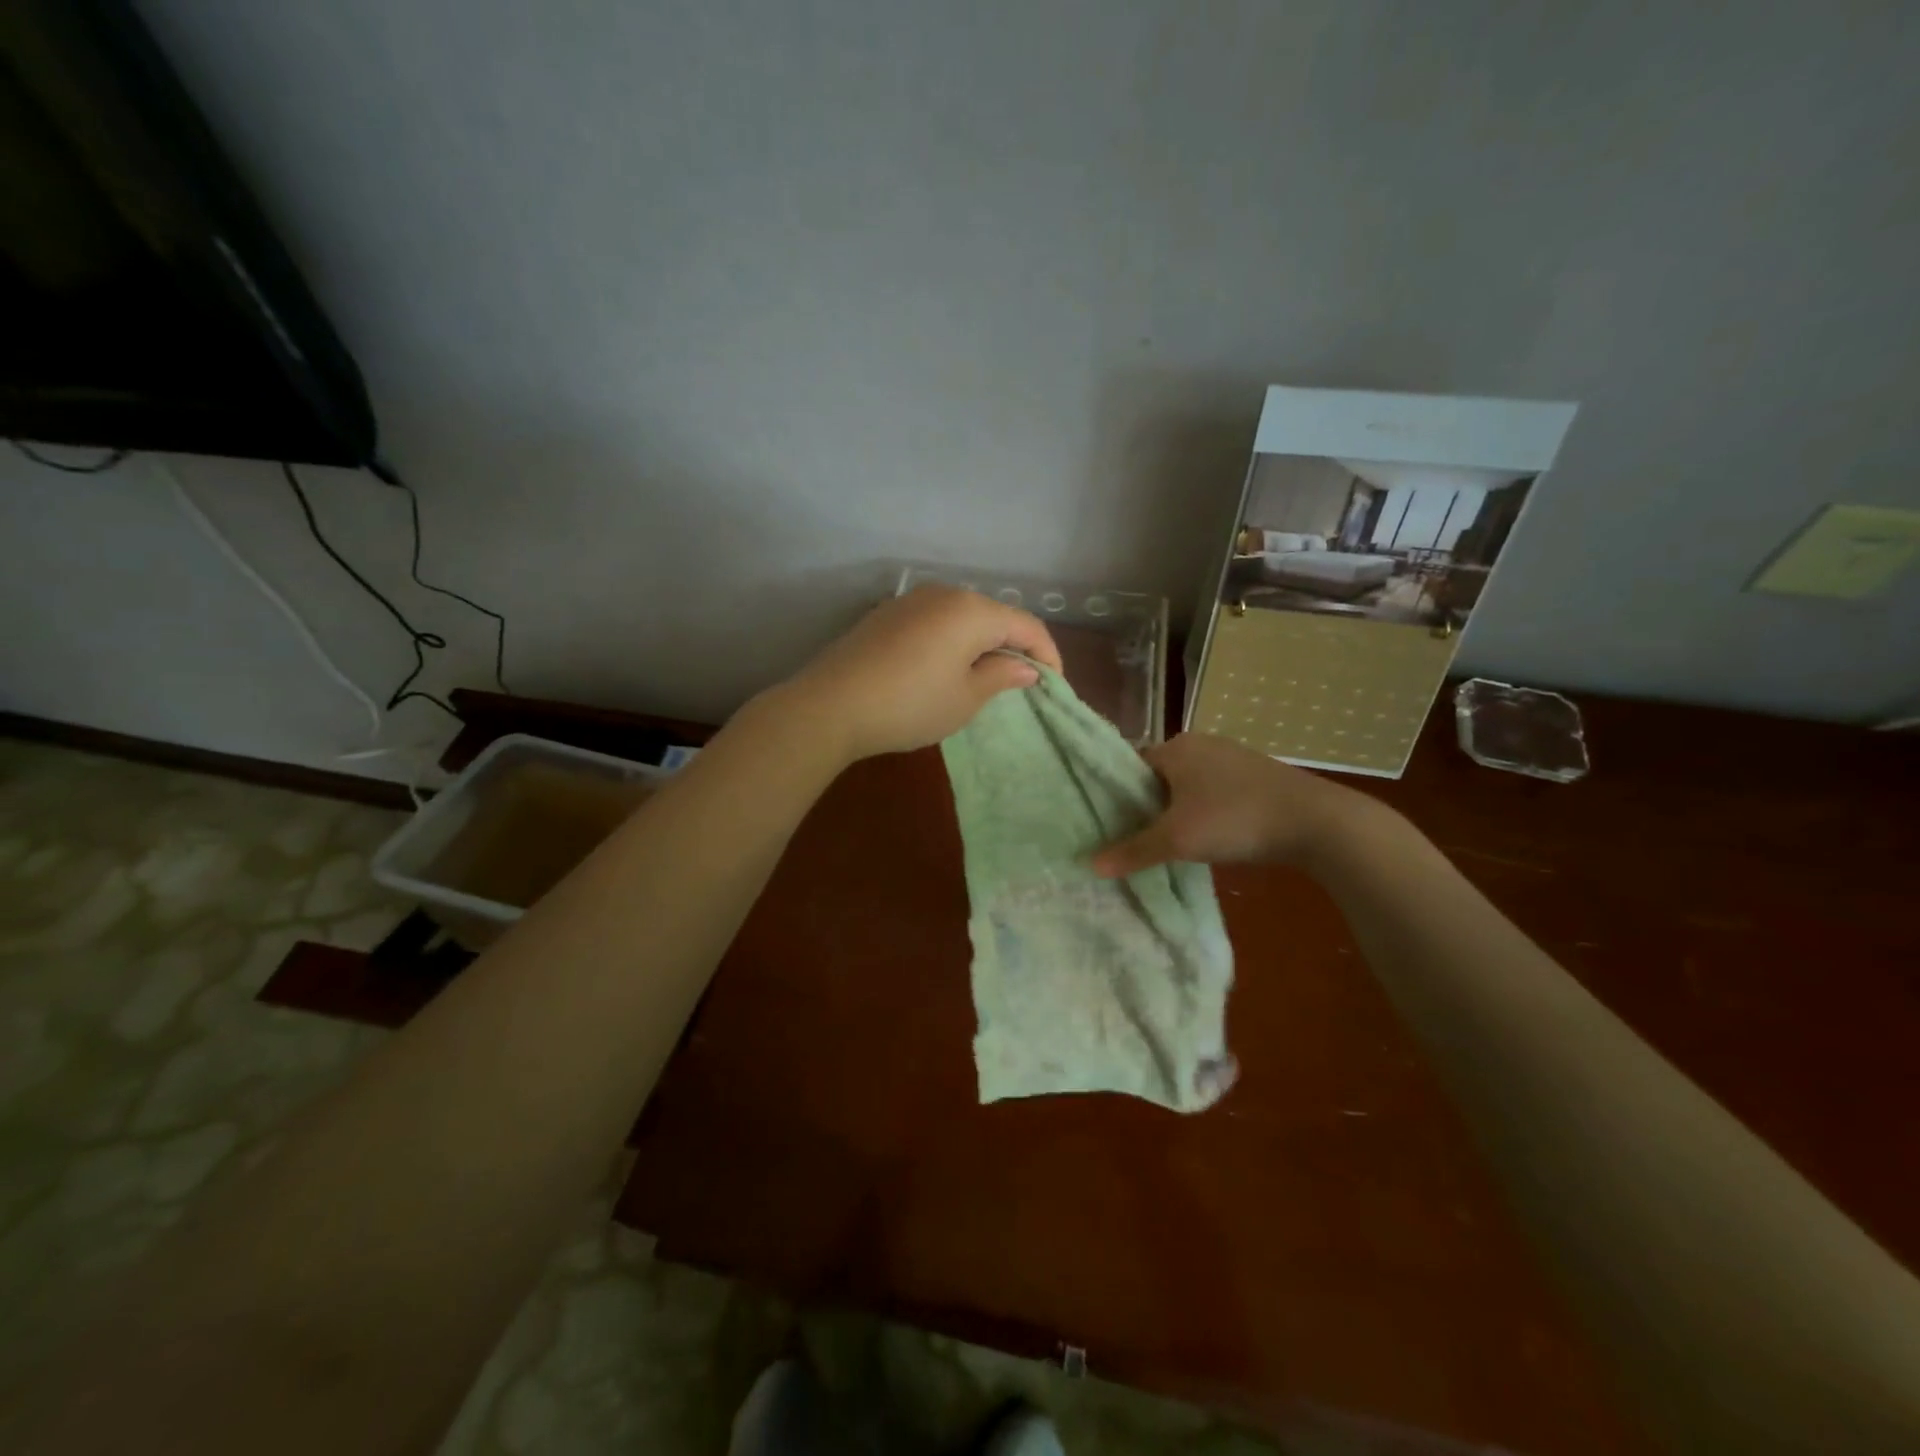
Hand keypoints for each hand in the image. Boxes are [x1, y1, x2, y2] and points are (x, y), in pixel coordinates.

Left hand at [779, 585, 1063, 762]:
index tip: (1054, 686)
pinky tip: (945, 667)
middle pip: (994, 615)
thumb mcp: (965, 698)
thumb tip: (1026, 667)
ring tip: (985, 677)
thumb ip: (1001, 676)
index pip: (1026, 625)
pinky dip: (952, 641)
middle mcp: (945, 594)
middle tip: (1021, 683)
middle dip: (1014, 646)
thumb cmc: (910, 705)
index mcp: (972, 610)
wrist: (830, 705)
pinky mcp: (887, 614)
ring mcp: (911, 601)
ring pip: (964, 617)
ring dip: (982, 643)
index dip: (1047, 654)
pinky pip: (936, 622)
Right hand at [1092, 732, 1371, 876]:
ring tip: (1168, 843)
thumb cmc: (1234, 819)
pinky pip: (1214, 792)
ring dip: (1177, 811)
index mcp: (1175, 748)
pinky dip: (1204, 812)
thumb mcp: (1176, 840)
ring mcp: (1232, 757)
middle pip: (1158, 776)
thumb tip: (1091, 865)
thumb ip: (1132, 851)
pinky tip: (1208, 837)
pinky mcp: (1256, 775)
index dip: (1116, 795)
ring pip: (1188, 786)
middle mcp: (1200, 744)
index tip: (1108, 824)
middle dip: (1146, 806)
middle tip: (1134, 839)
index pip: (1130, 767)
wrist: (1315, 821)